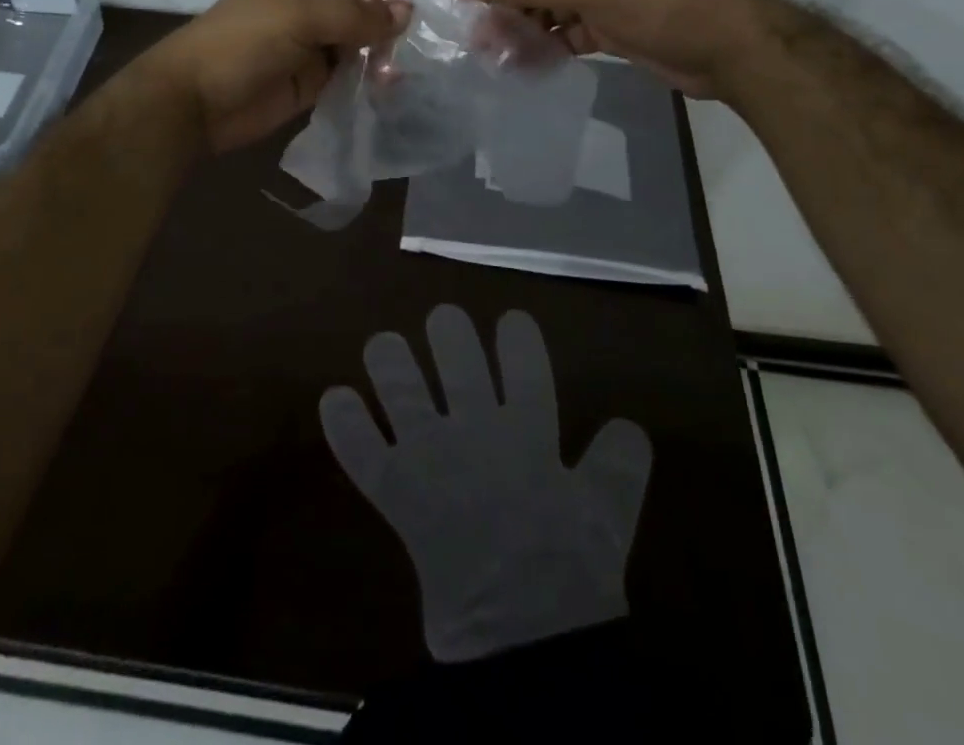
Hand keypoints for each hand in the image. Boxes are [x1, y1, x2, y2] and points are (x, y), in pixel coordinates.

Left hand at [141, 0, 399, 152]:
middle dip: (386, 18)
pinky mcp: (316, 77)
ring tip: (390, 70)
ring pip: (363, 36)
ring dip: (382, 49)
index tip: (403, 10)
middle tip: (401, 45)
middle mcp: (310, 2)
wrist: (195, 104)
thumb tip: (404, 14)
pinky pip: (354, 69)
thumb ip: (352, 14)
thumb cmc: (240, 45)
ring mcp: (314, 41)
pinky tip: (384, 85)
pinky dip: (372, 74)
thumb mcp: (296, 17)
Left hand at [321, 306, 651, 662]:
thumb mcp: (611, 518)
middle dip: (449, 334)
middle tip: (443, 320)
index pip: (524, 366)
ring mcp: (431, 459)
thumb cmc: (571, 576)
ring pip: (402, 393)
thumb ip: (620, 466)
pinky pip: (363, 453)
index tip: (511, 320)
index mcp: (528, 434)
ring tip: (383, 345)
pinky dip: (345, 427)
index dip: (517, 338)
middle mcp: (475, 432)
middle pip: (457, 364)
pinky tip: (334, 400)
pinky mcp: (397, 493)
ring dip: (390, 364)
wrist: (523, 643)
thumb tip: (628, 426)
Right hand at [457, 0, 776, 98]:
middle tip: (482, 37)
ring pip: (542, 5)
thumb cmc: (655, 1)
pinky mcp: (606, 24)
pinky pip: (562, 31)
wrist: (725, 47)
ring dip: (519, 28)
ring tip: (499, 57)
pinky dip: (544, 46)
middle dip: (501, 2)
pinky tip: (528, 67)